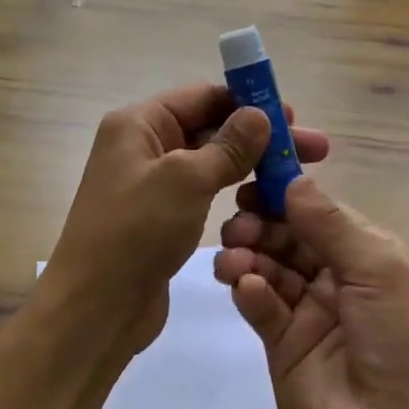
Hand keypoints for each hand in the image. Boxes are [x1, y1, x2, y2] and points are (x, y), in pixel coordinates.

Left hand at [45, 84, 329, 355]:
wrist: (94, 311)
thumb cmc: (136, 233)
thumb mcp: (186, 180)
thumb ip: (228, 145)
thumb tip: (260, 114)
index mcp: (138, 124)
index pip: (203, 96)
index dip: (249, 102)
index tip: (293, 115)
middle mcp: (144, 146)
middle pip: (211, 127)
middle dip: (260, 135)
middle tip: (314, 148)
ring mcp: (153, 183)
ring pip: (212, 161)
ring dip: (252, 163)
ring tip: (297, 176)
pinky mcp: (162, 216)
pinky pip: (204, 191)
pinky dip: (234, 189)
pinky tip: (266, 200)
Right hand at [215, 177, 408, 408]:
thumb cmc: (403, 334)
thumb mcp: (377, 269)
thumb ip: (331, 225)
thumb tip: (293, 179)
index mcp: (361, 250)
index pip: (313, 211)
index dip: (282, 195)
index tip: (249, 182)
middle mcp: (331, 274)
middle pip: (284, 237)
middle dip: (258, 225)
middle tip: (236, 225)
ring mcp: (305, 309)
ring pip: (266, 269)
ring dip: (247, 257)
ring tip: (232, 259)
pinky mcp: (283, 345)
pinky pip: (262, 308)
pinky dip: (250, 294)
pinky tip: (246, 288)